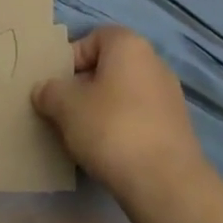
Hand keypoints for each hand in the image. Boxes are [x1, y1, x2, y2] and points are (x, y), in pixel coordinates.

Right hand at [33, 27, 206, 207]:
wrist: (165, 184)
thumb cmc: (111, 128)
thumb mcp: (65, 106)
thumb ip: (49, 91)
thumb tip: (44, 91)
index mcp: (129, 45)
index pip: (92, 39)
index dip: (70, 60)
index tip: (56, 87)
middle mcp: (154, 62)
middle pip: (108, 67)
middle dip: (84, 88)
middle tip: (64, 113)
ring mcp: (169, 96)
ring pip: (123, 95)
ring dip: (102, 111)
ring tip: (83, 137)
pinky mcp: (177, 128)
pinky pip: (139, 118)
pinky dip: (122, 129)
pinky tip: (109, 153)